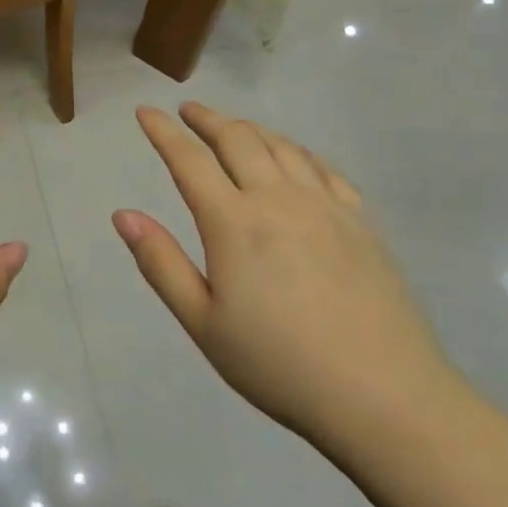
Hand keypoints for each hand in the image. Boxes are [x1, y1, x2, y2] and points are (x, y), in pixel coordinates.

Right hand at [114, 103, 458, 453]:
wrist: (384, 395)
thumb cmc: (280, 365)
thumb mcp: (204, 324)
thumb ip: (161, 264)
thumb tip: (123, 215)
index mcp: (233, 222)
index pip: (189, 160)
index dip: (163, 132)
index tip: (145, 111)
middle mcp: (277, 198)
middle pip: (238, 139)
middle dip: (208, 119)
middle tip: (189, 111)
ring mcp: (324, 205)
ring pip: (281, 146)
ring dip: (250, 129)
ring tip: (233, 128)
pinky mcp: (360, 220)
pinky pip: (322, 167)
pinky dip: (296, 150)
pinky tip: (293, 157)